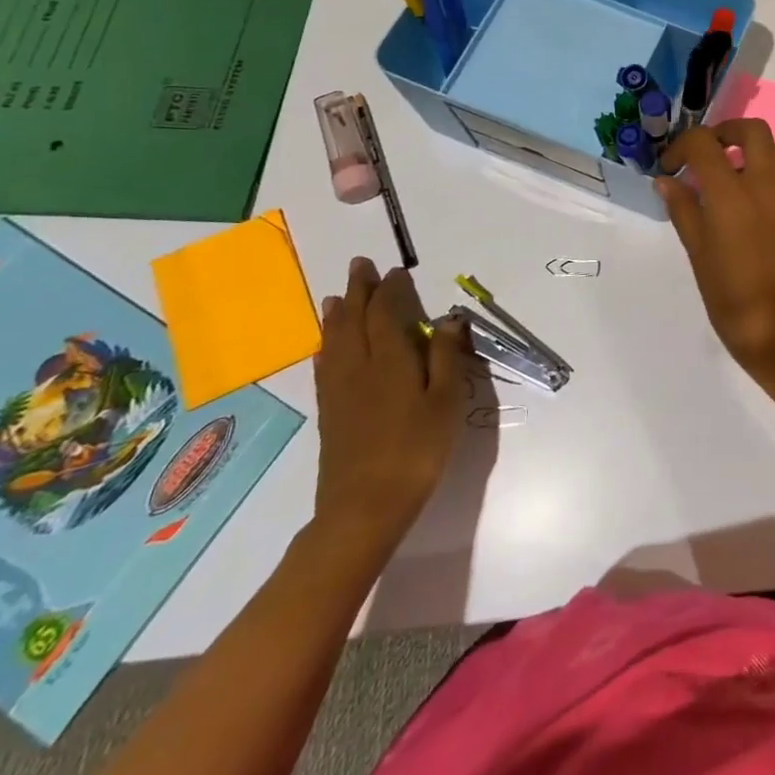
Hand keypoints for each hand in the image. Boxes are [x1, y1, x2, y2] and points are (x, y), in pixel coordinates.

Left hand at [312, 258, 465, 560]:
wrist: (364, 508)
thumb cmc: (416, 450)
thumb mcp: (445, 402)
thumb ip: (447, 357)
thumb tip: (449, 318)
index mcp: (389, 361)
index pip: (385, 313)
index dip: (389, 289)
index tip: (395, 271)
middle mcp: (358, 368)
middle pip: (353, 320)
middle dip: (357, 291)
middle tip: (359, 266)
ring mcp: (339, 391)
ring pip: (334, 341)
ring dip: (336, 315)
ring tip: (335, 297)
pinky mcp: (330, 413)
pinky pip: (325, 365)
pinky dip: (327, 346)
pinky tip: (327, 348)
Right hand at [657, 121, 774, 408]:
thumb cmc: (735, 302)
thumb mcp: (700, 257)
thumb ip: (684, 211)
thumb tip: (667, 180)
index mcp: (733, 194)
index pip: (705, 143)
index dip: (681, 146)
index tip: (669, 168)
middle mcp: (765, 186)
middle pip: (752, 130)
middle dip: (724, 131)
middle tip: (701, 156)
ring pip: (767, 155)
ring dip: (740, 156)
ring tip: (713, 189)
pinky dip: (755, 181)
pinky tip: (737, 215)